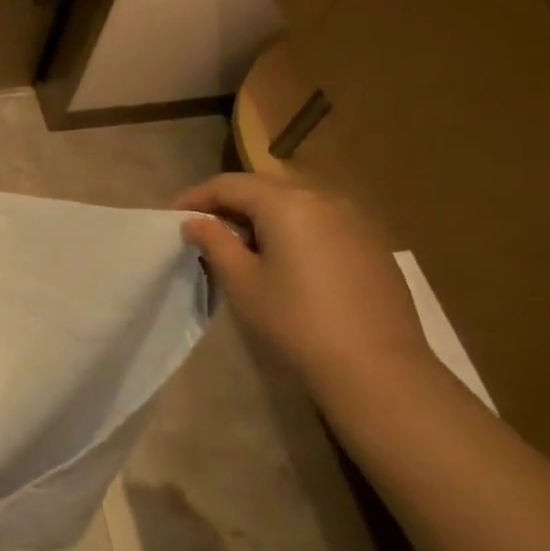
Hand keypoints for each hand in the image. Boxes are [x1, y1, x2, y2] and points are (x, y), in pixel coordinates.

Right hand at [173, 172, 436, 403]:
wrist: (376, 366)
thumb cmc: (296, 320)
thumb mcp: (242, 282)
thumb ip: (215, 242)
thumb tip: (196, 221)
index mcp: (286, 204)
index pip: (229, 184)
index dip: (195, 196)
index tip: (173, 217)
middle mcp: (323, 199)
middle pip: (264, 187)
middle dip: (228, 202)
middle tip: (202, 228)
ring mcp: (354, 219)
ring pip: (295, 202)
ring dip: (261, 214)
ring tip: (240, 244)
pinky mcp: (371, 244)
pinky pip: (320, 221)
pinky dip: (292, 228)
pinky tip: (284, 259)